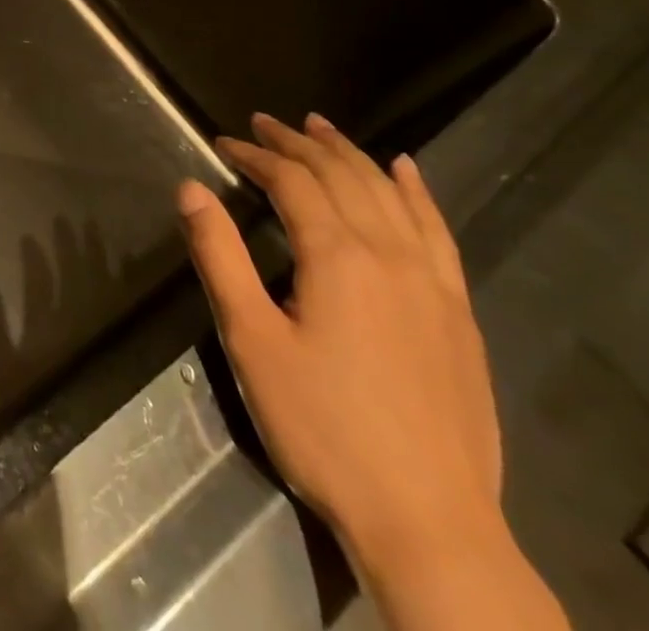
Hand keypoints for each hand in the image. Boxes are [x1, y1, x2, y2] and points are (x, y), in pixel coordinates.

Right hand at [177, 113, 501, 572]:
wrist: (430, 524)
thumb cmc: (324, 429)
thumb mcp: (251, 342)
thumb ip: (219, 257)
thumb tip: (190, 189)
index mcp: (337, 256)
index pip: (291, 181)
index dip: (254, 156)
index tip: (223, 143)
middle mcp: (389, 253)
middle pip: (340, 175)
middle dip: (297, 143)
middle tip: (264, 123)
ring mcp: (433, 282)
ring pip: (388, 193)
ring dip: (350, 153)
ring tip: (320, 126)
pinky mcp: (458, 312)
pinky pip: (437, 231)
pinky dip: (416, 192)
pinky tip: (406, 171)